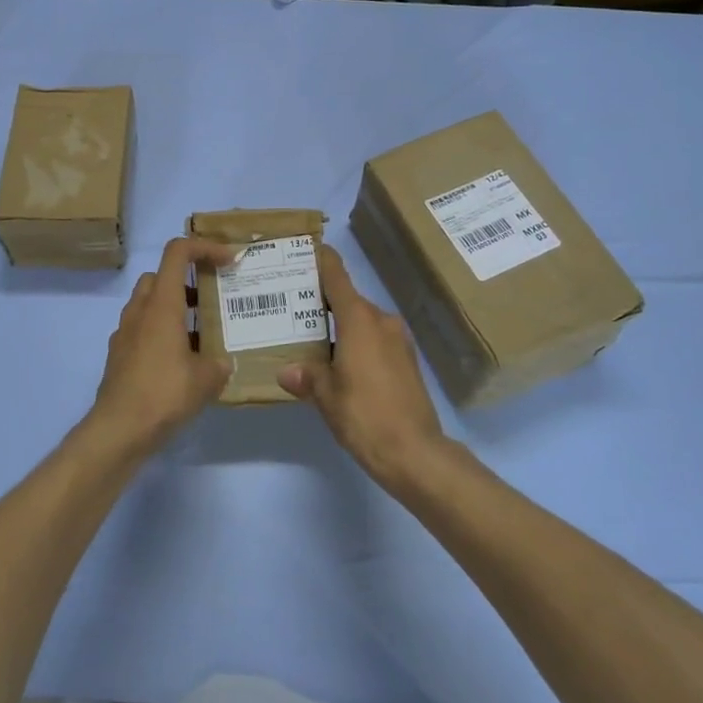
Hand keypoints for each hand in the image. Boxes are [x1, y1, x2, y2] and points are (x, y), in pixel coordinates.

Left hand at [87, 237, 236, 456]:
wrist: (118, 430)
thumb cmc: (164, 394)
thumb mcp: (206, 379)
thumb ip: (219, 363)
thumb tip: (222, 363)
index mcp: (162, 304)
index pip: (177, 252)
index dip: (205, 247)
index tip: (228, 260)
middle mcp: (139, 310)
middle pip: (160, 276)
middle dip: (186, 280)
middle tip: (211, 299)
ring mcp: (124, 332)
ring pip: (149, 303)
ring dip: (174, 308)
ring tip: (201, 334)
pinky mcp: (119, 355)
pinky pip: (142, 329)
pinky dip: (161, 333)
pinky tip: (179, 363)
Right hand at [279, 245, 443, 486]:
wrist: (415, 453)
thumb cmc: (365, 415)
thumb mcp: (326, 396)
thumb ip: (306, 376)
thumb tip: (287, 371)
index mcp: (359, 320)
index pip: (337, 277)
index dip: (322, 260)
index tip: (305, 249)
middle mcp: (381, 321)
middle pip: (347, 300)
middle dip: (322, 302)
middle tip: (291, 307)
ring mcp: (398, 340)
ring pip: (362, 322)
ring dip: (340, 326)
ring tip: (310, 340)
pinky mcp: (407, 361)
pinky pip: (375, 340)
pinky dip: (356, 343)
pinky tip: (339, 364)